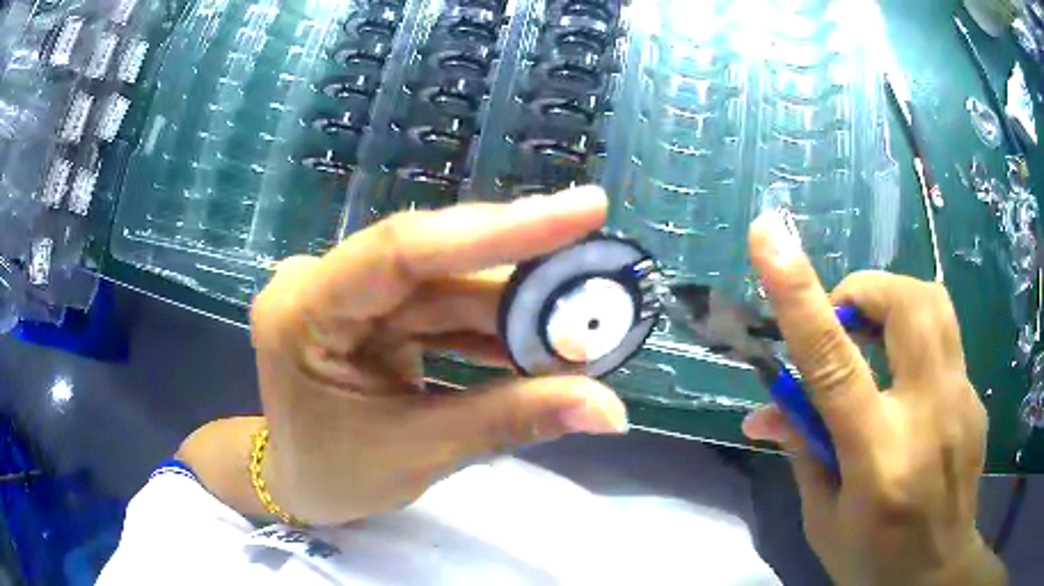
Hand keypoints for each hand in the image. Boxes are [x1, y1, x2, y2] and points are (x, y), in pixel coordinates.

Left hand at [249, 187, 627, 525]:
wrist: (297, 484)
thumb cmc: (332, 476)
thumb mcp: (417, 453)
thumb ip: (511, 421)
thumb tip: (611, 412)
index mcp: (303, 311)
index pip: (403, 251)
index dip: (498, 229)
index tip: (585, 210)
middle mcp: (322, 283)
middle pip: (436, 263)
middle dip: (523, 279)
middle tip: (601, 280)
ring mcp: (348, 294)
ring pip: (448, 285)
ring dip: (517, 310)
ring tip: (583, 322)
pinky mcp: (373, 311)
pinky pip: (442, 309)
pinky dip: (494, 330)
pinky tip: (542, 342)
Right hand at [741, 214, 1005, 585]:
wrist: (937, 575)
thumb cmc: (872, 561)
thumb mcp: (823, 519)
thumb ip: (802, 452)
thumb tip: (764, 408)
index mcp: (878, 458)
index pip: (834, 364)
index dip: (801, 295)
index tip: (769, 237)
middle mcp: (929, 415)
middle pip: (908, 304)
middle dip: (866, 291)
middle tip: (843, 323)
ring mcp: (962, 401)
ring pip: (934, 305)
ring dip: (893, 304)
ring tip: (872, 341)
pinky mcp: (976, 397)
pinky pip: (945, 340)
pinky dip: (915, 343)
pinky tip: (906, 389)